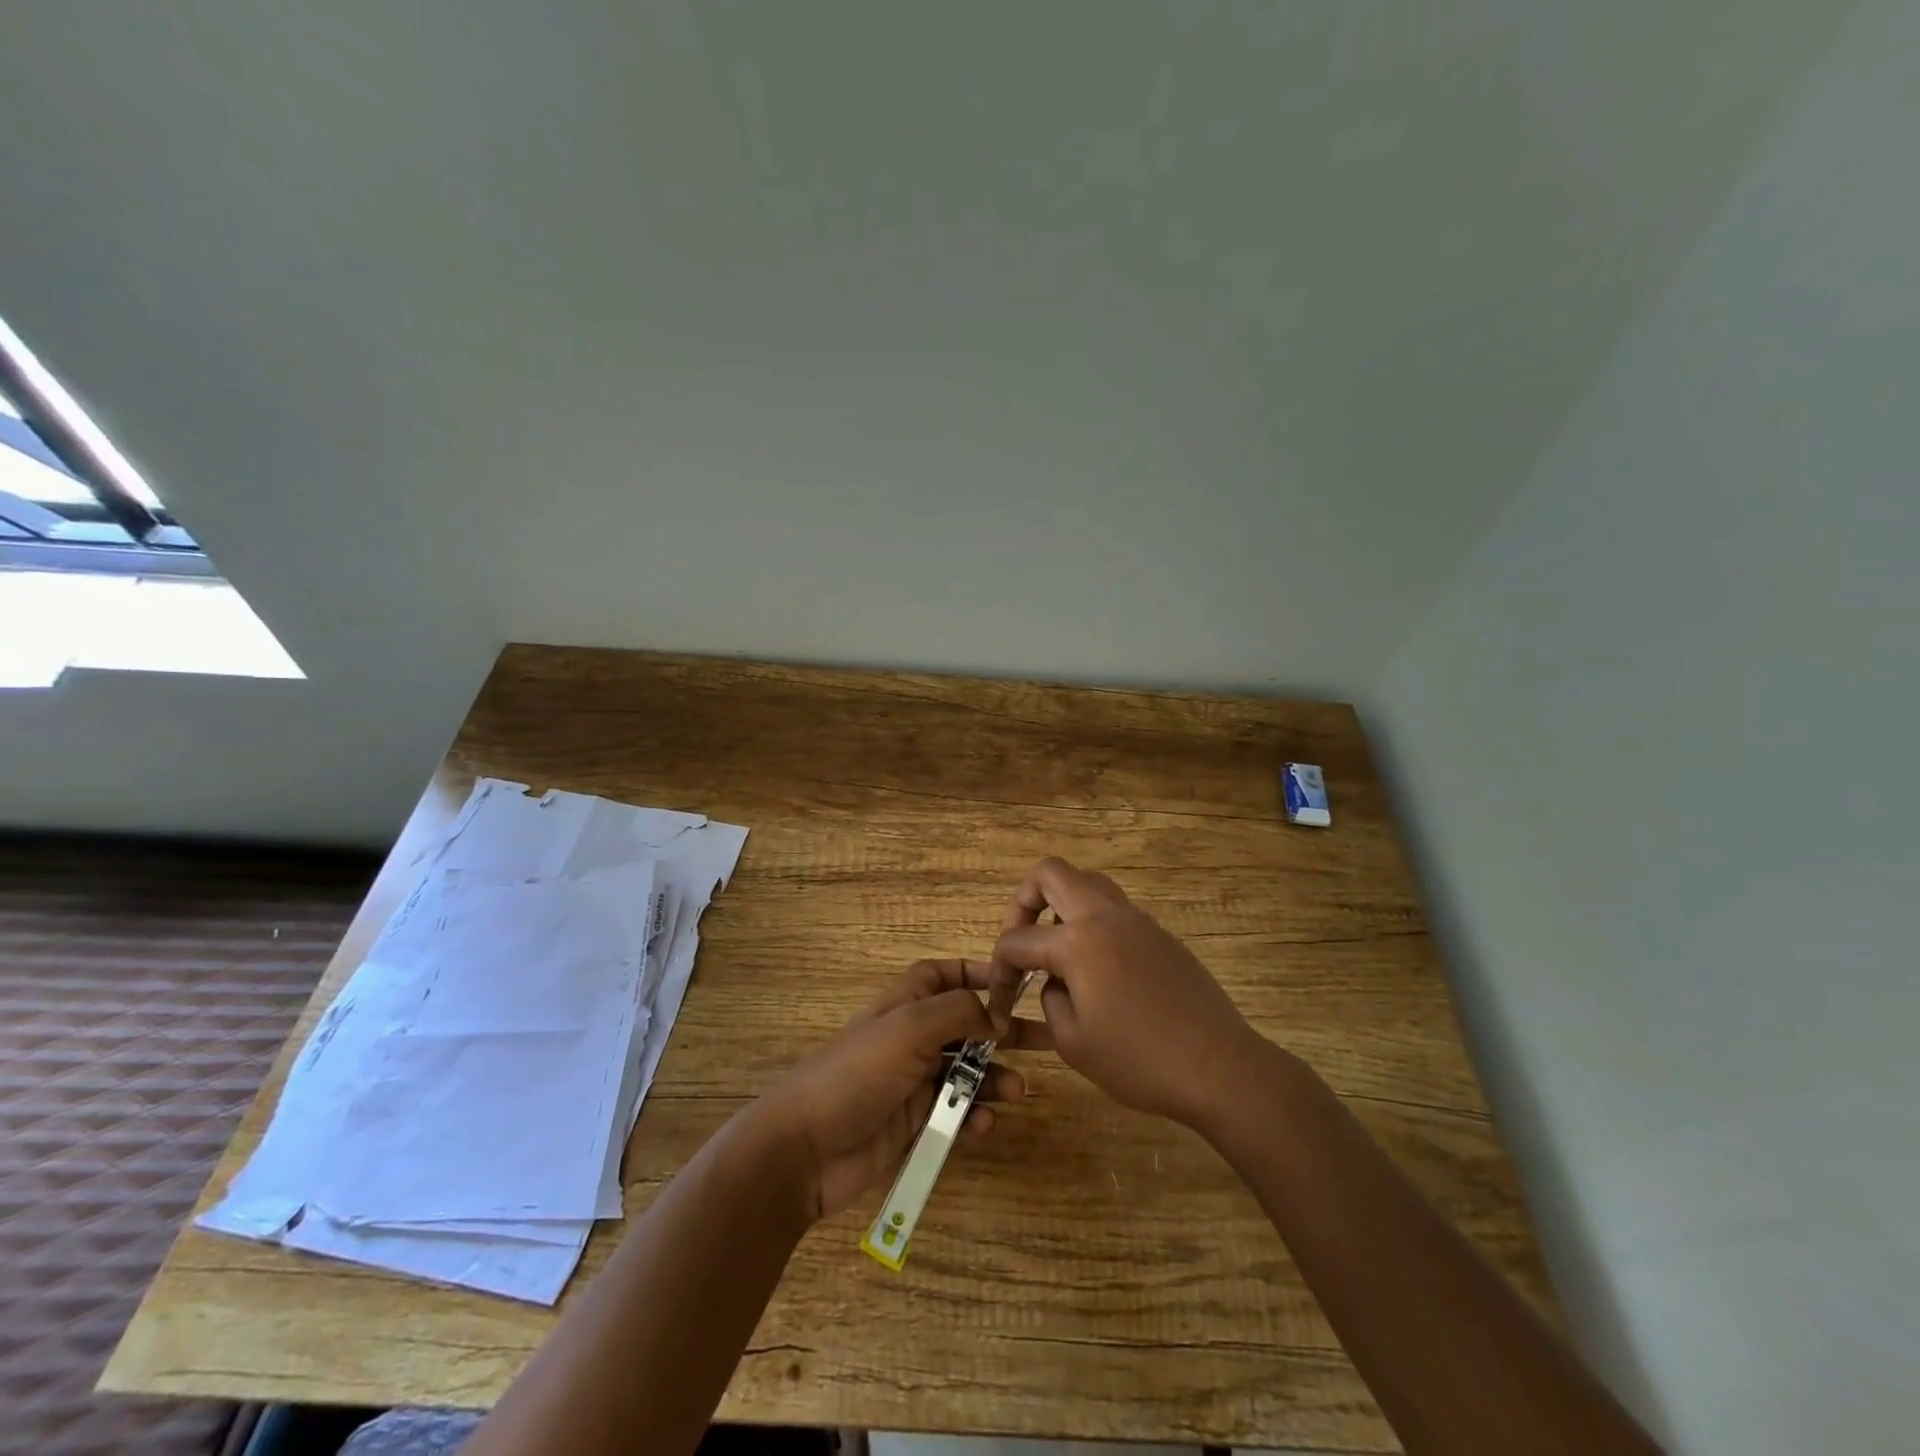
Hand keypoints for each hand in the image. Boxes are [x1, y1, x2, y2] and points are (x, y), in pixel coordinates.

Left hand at [760, 959, 1050, 1219]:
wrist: (805, 1148)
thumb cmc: (859, 1072)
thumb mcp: (911, 1027)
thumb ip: (959, 1012)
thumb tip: (995, 1016)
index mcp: (905, 1003)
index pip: (944, 975)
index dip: (977, 974)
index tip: (1016, 985)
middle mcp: (911, 1037)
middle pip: (966, 1024)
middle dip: (1003, 1031)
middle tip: (1047, 1041)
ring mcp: (913, 1082)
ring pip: (966, 1072)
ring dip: (993, 1078)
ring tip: (1017, 1092)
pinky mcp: (914, 1123)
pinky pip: (954, 1113)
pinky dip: (972, 1116)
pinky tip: (982, 1125)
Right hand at [991, 857, 1262, 1130]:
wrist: (1220, 1068)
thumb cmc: (1140, 1061)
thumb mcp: (1073, 1043)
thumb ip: (1050, 1001)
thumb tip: (1056, 983)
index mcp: (1078, 941)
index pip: (1017, 940)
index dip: (998, 969)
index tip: (1000, 1002)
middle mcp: (1105, 916)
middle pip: (1050, 873)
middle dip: (1023, 901)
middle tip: (1022, 939)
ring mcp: (1137, 920)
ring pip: (1087, 883)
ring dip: (1061, 906)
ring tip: (1058, 951)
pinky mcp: (1160, 935)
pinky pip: (1115, 910)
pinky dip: (1093, 925)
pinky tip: (1099, 970)